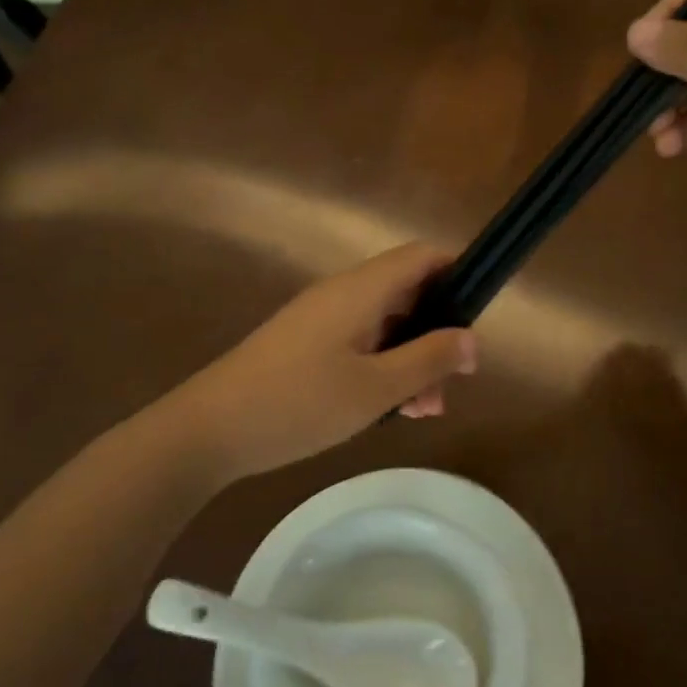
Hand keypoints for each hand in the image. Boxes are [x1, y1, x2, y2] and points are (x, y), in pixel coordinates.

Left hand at [164, 243, 477, 484]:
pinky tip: (389, 411)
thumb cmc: (299, 403)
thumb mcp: (376, 388)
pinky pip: (359, 344)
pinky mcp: (305, 345)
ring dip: (411, 360)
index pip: (422, 256)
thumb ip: (428, 360)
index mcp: (361, 290)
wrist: (209, 430)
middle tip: (450, 386)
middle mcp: (342, 294)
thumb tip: (472, 339)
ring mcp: (320, 320)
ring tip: (423, 412)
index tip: (477, 318)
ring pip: (385, 326)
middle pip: (407, 294)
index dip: (457, 275)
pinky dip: (382, 369)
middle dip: (437, 335)